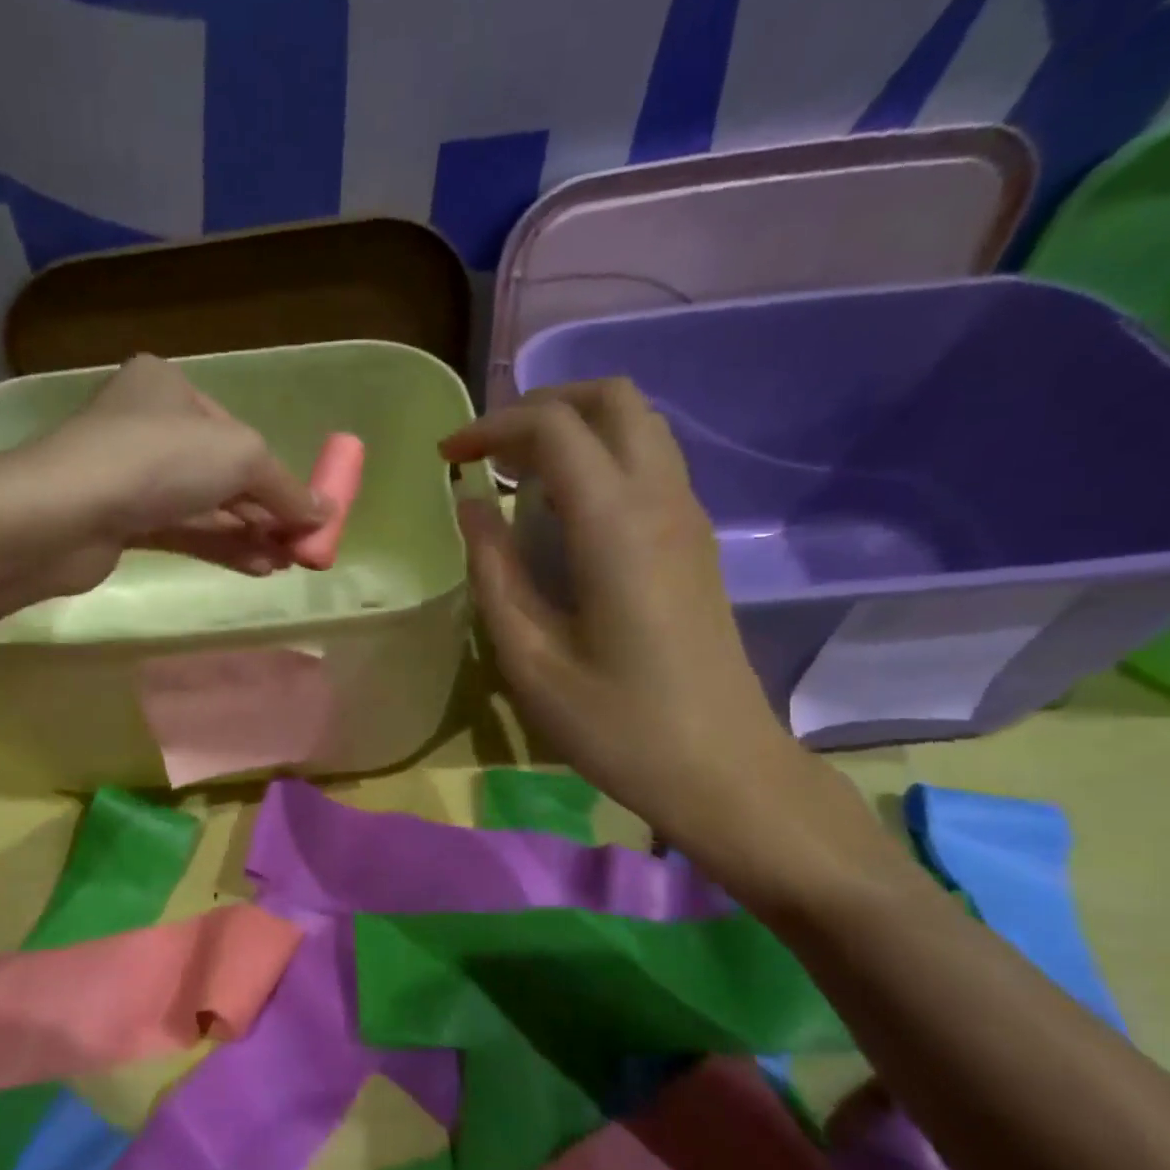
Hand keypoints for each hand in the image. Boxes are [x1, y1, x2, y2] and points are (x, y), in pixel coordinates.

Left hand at [14, 354, 325, 594]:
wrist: (65, 513)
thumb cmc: (159, 461)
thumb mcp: (242, 457)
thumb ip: (286, 488)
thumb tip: (326, 514)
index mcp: (170, 387)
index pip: (237, 433)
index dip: (278, 475)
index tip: (308, 511)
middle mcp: (148, 425)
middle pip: (222, 472)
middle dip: (266, 510)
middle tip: (301, 545)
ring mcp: (131, 476)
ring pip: (204, 506)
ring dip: (249, 534)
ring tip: (288, 563)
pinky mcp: (120, 521)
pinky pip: (183, 531)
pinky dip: (221, 547)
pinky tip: (258, 568)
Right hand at [441, 380, 908, 913]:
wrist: (723, 770)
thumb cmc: (617, 725)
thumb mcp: (530, 658)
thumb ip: (493, 571)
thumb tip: (469, 506)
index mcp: (616, 525)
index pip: (553, 427)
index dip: (491, 428)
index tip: (446, 459)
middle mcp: (662, 500)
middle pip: (612, 398)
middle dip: (541, 405)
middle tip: (488, 450)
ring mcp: (688, 518)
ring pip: (638, 424)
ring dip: (573, 428)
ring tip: (516, 473)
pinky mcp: (695, 542)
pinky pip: (649, 462)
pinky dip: (599, 456)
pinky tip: (561, 509)